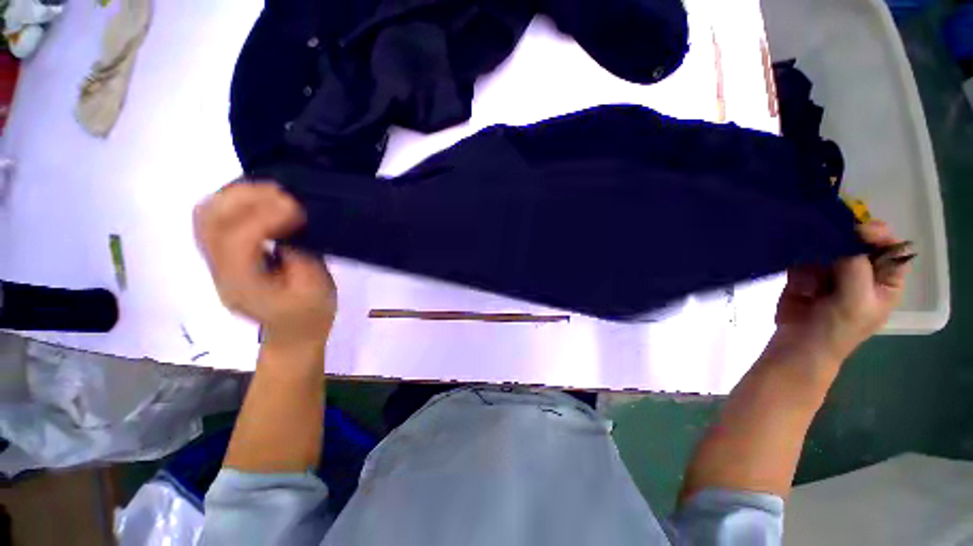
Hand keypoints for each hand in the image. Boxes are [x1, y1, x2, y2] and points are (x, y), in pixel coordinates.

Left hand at [194, 182, 336, 348]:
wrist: (293, 333)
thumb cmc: (310, 314)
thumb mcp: (316, 287)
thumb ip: (299, 253)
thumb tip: (288, 222)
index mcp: (243, 285)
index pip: (237, 241)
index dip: (264, 217)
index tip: (296, 207)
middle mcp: (219, 270)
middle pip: (209, 221)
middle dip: (244, 197)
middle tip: (281, 192)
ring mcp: (215, 262)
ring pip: (206, 215)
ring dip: (236, 195)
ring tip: (271, 191)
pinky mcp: (222, 255)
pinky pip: (216, 219)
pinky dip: (235, 202)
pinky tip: (260, 200)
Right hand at [774, 221, 908, 362]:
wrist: (799, 343)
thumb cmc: (838, 328)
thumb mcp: (856, 299)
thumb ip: (856, 266)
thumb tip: (845, 232)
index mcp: (885, 279)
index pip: (891, 247)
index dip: (878, 234)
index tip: (858, 229)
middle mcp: (863, 270)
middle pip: (860, 241)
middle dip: (846, 232)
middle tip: (830, 226)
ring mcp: (833, 270)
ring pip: (832, 243)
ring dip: (821, 236)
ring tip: (809, 232)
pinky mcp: (807, 271)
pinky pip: (806, 252)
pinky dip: (801, 245)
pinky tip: (795, 242)